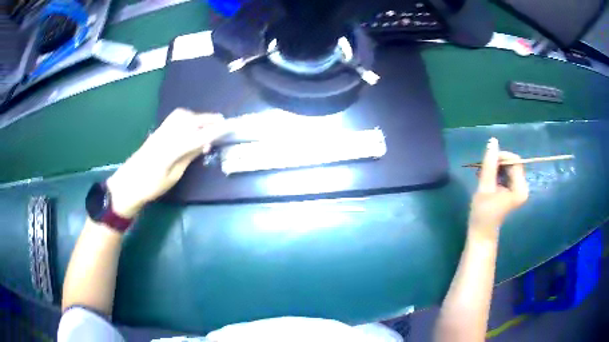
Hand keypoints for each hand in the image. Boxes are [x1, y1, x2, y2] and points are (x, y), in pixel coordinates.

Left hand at [106, 109, 228, 217]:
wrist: (128, 183)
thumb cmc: (151, 186)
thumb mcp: (173, 176)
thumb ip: (188, 156)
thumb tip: (204, 143)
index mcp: (171, 150)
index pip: (198, 136)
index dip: (216, 131)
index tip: (230, 126)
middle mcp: (166, 135)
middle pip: (191, 120)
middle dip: (209, 119)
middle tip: (223, 122)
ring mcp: (160, 131)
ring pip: (183, 115)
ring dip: (198, 116)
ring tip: (209, 123)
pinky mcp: (157, 131)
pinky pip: (175, 118)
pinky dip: (188, 117)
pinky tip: (192, 124)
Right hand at [468, 138, 528, 240]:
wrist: (481, 233)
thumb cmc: (483, 213)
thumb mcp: (485, 187)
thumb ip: (490, 164)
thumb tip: (492, 141)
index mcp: (520, 188)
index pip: (515, 161)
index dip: (501, 156)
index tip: (487, 161)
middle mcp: (523, 187)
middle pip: (512, 163)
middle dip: (497, 162)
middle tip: (482, 169)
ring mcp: (518, 189)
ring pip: (508, 168)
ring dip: (495, 167)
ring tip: (482, 174)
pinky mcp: (513, 191)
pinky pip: (507, 174)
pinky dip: (497, 173)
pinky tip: (487, 179)